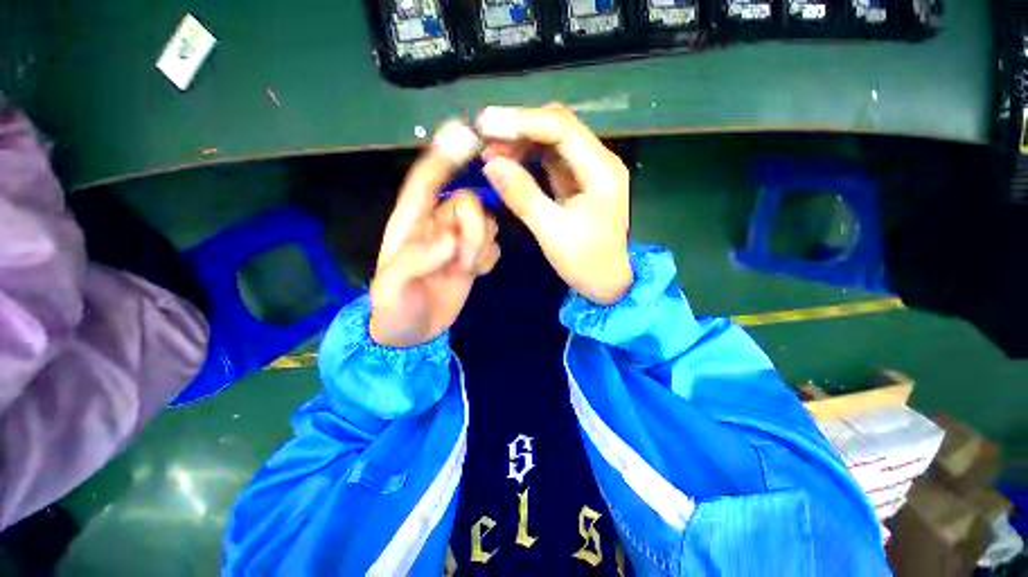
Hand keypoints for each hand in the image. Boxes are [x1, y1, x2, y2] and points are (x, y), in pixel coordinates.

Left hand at [369, 132, 499, 347]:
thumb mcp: (393, 287)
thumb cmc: (395, 308)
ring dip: (481, 246)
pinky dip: (489, 259)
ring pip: (486, 223)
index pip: (426, 181)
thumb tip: (450, 241)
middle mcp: (438, 225)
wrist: (413, 333)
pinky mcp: (473, 259)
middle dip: (472, 229)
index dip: (444, 157)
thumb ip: (417, 259)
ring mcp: (459, 242)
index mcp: (410, 222)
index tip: (466, 135)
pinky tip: (475, 274)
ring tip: (466, 270)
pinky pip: (494, 246)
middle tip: (462, 261)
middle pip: (470, 203)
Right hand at [477, 103, 631, 304]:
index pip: (561, 127)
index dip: (522, 121)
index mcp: (601, 170)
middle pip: (558, 127)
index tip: (485, 124)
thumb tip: (491, 164)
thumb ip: (522, 195)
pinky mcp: (578, 183)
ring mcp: (589, 171)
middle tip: (484, 138)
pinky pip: (551, 160)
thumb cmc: (586, 262)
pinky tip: (508, 162)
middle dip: (519, 128)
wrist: (607, 283)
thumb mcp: (552, 232)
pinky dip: (528, 158)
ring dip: (521, 141)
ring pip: (553, 141)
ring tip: (490, 150)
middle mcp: (599, 161)